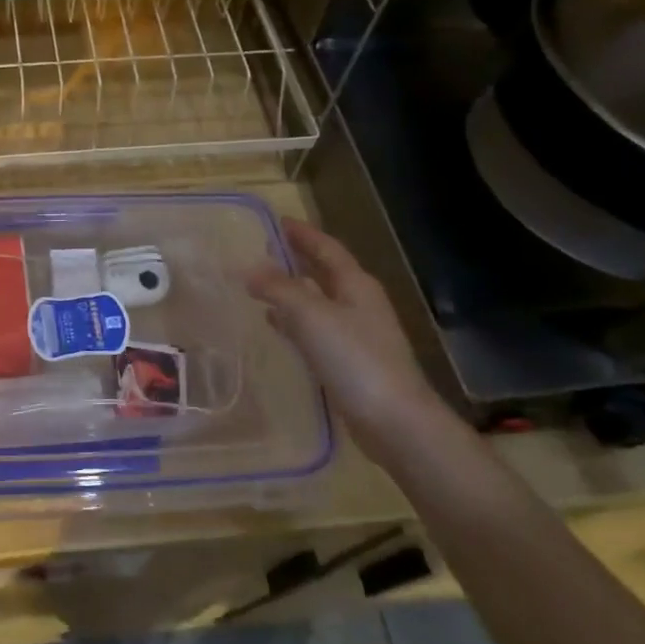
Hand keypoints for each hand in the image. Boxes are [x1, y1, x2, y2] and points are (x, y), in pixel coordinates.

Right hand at [247, 218, 442, 467]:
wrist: (395, 422)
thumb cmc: (355, 359)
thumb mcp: (311, 316)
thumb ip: (278, 289)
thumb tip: (249, 268)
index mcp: (356, 285)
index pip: (326, 248)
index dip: (303, 234)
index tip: (277, 221)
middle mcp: (359, 304)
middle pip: (325, 272)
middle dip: (297, 259)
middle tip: (264, 249)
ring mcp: (357, 334)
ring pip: (318, 301)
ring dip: (292, 291)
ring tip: (260, 285)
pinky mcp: (350, 362)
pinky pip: (315, 329)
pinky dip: (294, 321)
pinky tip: (275, 326)